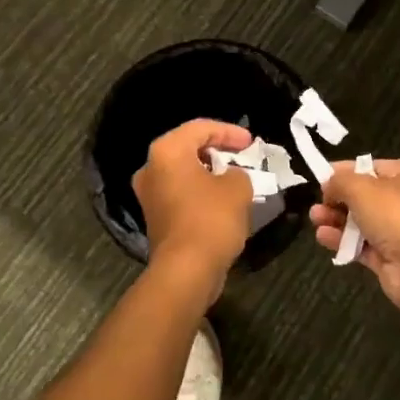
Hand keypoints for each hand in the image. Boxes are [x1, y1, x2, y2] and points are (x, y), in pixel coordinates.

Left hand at [133, 120, 255, 301]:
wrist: (186, 270)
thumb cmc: (211, 218)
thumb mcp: (238, 187)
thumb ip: (237, 172)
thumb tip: (230, 177)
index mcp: (167, 151)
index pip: (201, 128)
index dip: (229, 132)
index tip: (251, 143)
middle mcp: (151, 168)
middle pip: (187, 148)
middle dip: (217, 150)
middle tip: (242, 155)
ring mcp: (149, 194)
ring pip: (183, 172)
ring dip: (208, 172)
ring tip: (235, 177)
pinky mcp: (154, 217)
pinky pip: (180, 192)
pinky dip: (200, 191)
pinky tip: (221, 199)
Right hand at [311, 159, 399, 314]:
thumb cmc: (396, 214)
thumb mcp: (360, 187)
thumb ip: (339, 181)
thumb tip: (328, 187)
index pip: (370, 167)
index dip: (344, 172)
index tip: (321, 179)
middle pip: (364, 196)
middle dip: (337, 199)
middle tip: (317, 204)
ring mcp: (399, 230)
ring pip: (360, 221)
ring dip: (336, 220)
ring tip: (315, 219)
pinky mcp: (390, 257)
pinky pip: (361, 245)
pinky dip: (342, 241)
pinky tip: (323, 238)